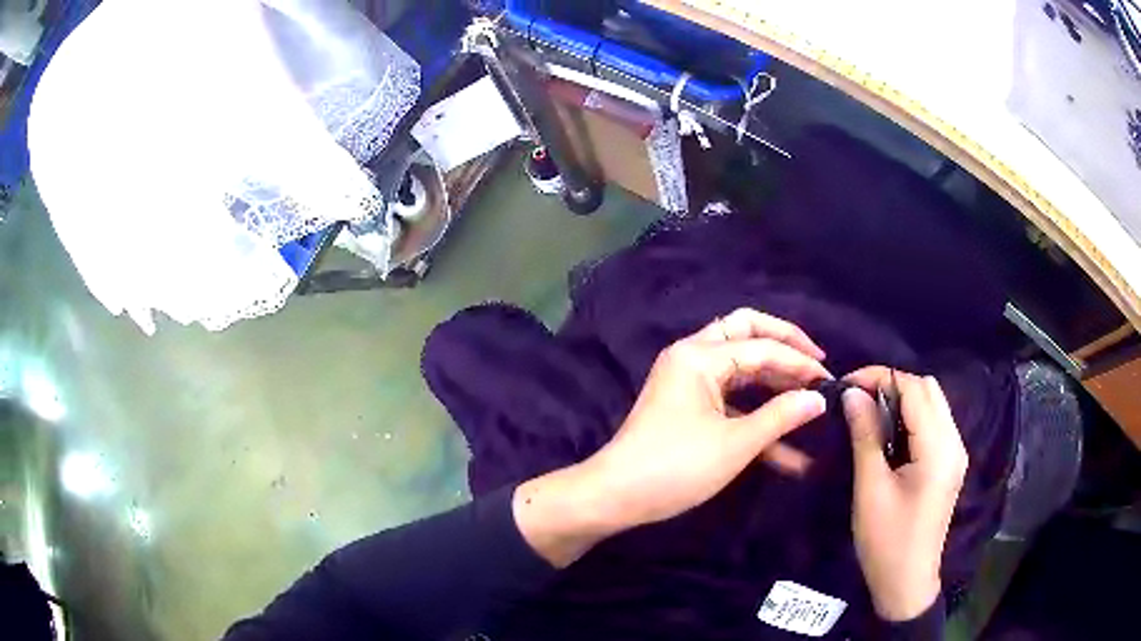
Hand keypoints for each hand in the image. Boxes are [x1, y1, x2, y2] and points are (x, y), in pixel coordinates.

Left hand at [514, 309, 829, 566]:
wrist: (616, 497)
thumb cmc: (675, 467)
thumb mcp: (735, 443)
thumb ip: (781, 416)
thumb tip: (819, 399)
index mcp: (700, 355)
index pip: (761, 346)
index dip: (799, 362)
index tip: (830, 381)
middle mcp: (693, 359)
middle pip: (748, 338)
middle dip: (785, 351)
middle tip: (818, 369)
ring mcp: (690, 385)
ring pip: (742, 373)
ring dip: (775, 390)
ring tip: (810, 407)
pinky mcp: (690, 410)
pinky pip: (731, 405)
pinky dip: (756, 420)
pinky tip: (789, 454)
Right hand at [842, 367, 967, 620]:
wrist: (906, 583)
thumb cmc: (886, 542)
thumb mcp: (870, 490)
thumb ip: (865, 436)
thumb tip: (851, 394)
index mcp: (938, 449)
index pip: (915, 389)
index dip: (881, 377)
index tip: (847, 384)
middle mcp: (954, 442)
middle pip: (928, 389)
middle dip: (892, 384)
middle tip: (858, 400)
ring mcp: (956, 453)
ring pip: (933, 403)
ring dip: (902, 400)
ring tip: (869, 415)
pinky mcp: (950, 464)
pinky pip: (934, 423)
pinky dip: (911, 417)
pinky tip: (890, 436)